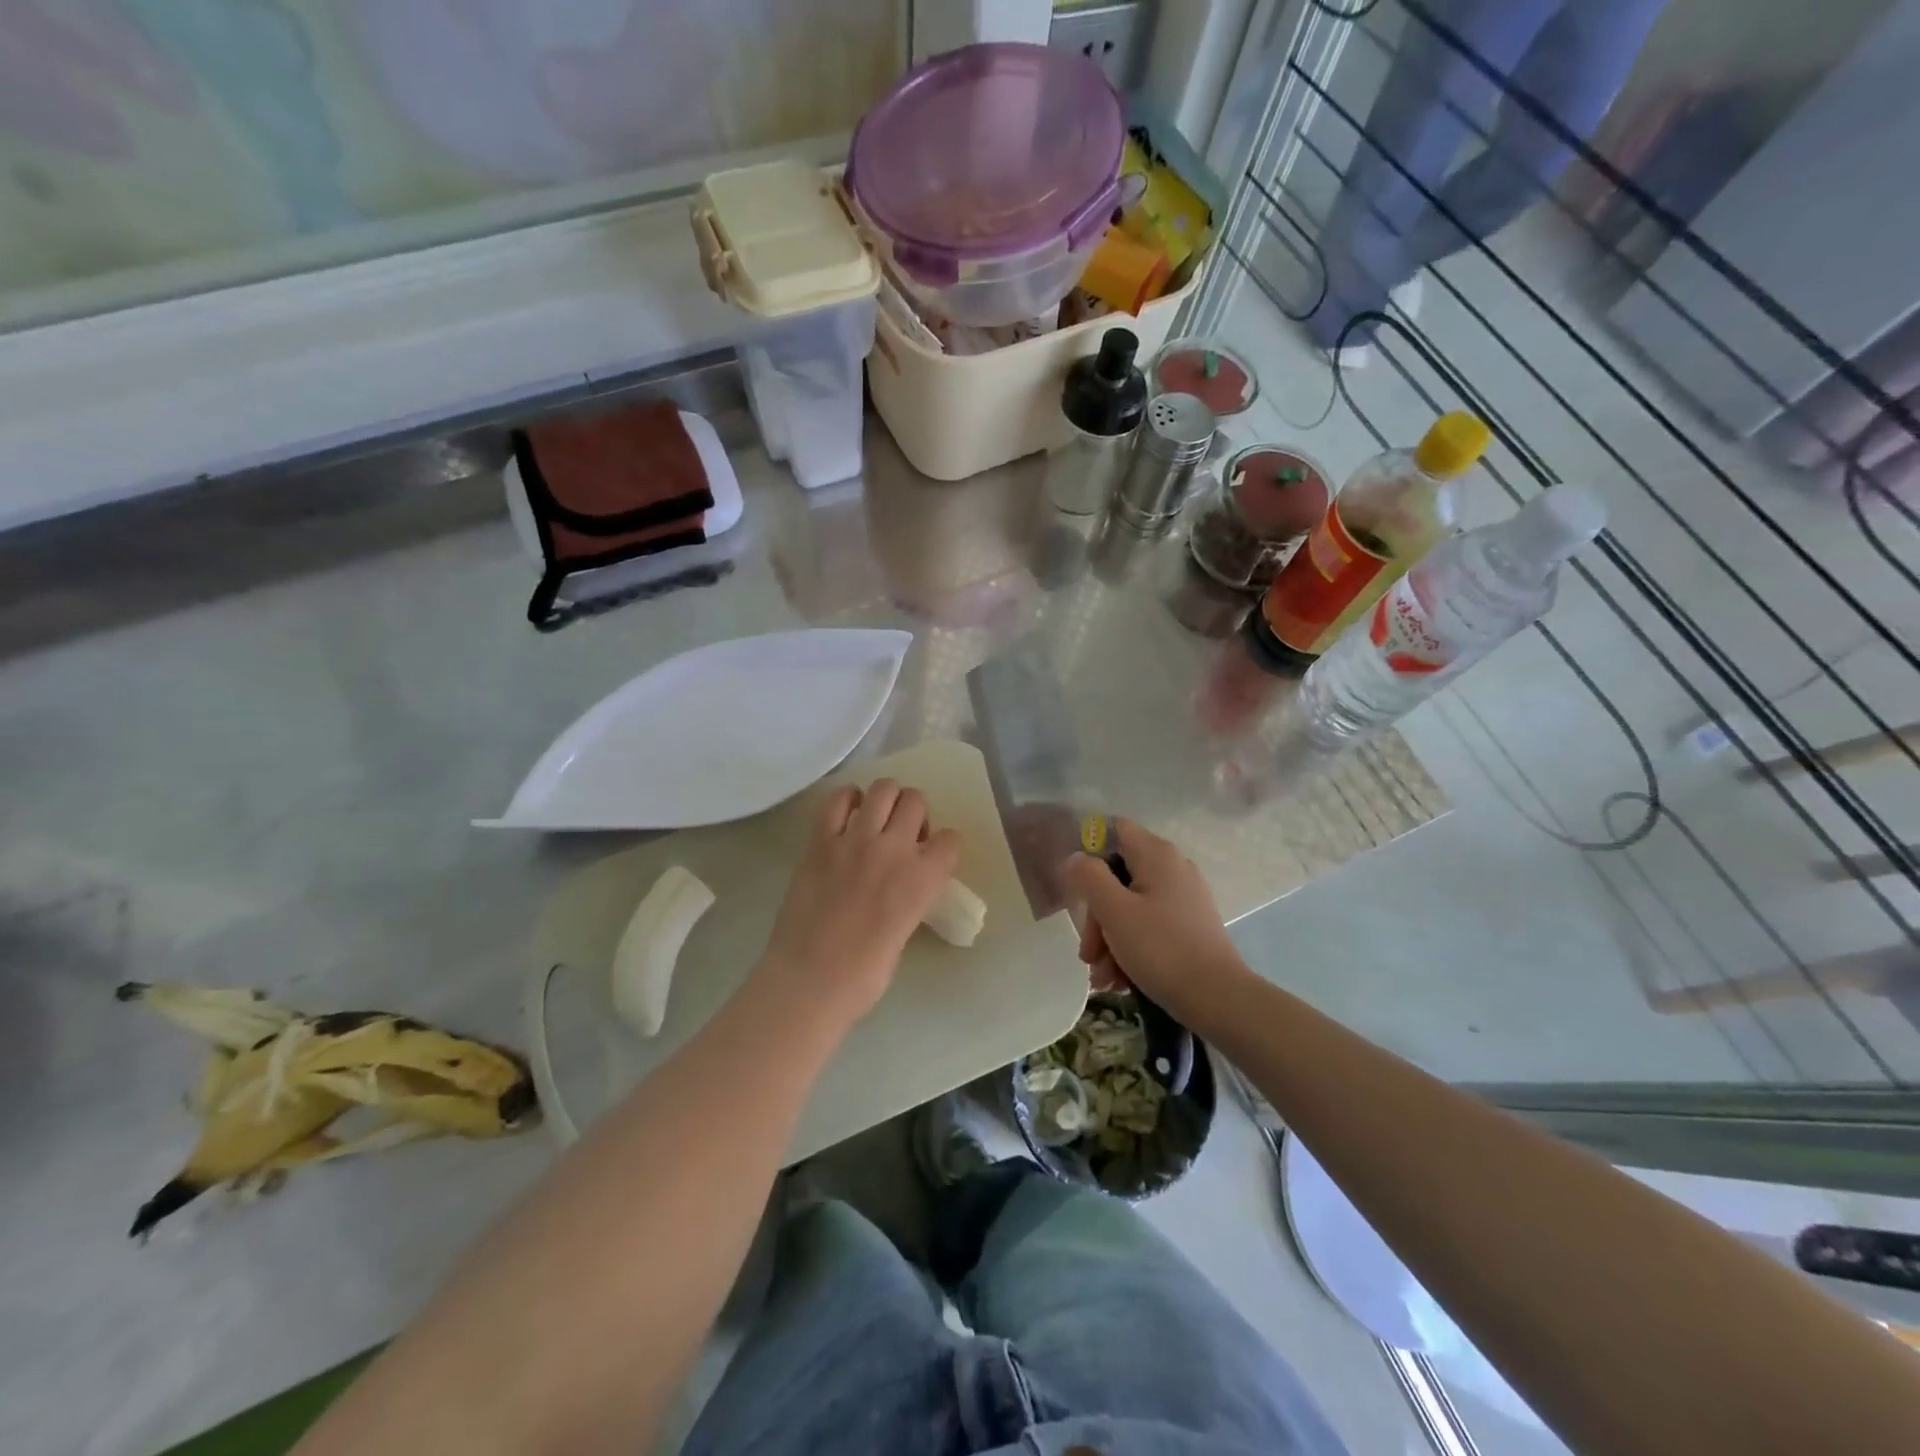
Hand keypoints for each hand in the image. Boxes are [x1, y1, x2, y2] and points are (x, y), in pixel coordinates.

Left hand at [755, 779, 961, 1027]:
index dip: (942, 847)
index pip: (951, 839)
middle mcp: (894, 850)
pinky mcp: (820, 841)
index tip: (929, 858)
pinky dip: (846, 799)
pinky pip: (836, 800)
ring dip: (886, 800)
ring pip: (883, 789)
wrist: (810, 981)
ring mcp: (855, 841)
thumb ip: (910, 897)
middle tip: (900, 836)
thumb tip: (901, 884)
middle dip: (914, 814)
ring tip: (876, 820)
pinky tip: (846, 816)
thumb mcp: (905, 931)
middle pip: (916, 801)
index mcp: (923, 879)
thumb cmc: (864, 975)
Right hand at [1059, 818, 1249, 1024]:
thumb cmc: (1161, 949)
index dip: (1090, 850)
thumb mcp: (1114, 911)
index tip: (1075, 885)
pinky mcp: (1190, 926)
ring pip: (1131, 907)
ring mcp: (1184, 898)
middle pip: (1119, 876)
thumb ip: (1089, 877)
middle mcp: (1173, 868)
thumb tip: (1076, 858)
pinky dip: (1131, 948)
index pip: (1116, 829)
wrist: (1218, 999)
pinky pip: (1150, 926)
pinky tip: (1120, 980)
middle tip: (1088, 954)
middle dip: (1097, 916)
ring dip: (1110, 940)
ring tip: (1103, 978)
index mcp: (1157, 855)